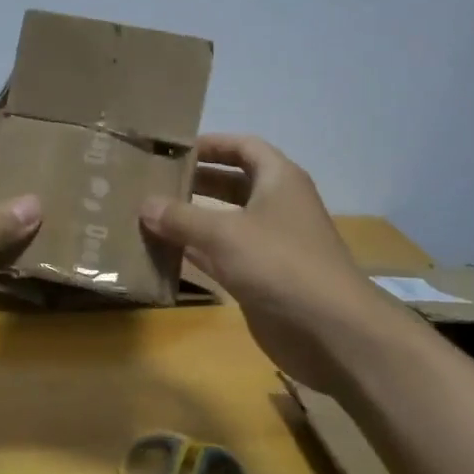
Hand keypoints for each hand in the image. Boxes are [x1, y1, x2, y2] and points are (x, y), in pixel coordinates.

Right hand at [140, 136, 417, 398]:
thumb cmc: (279, 263)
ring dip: (193, 217)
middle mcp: (277, 205)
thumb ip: (181, 217)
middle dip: (196, 180)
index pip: (243, 147)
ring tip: (151, 213)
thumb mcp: (224, 233)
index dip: (211, 144)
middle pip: (233, 183)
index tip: (174, 149)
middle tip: (154, 181)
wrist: (329, 329)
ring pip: (226, 221)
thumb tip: (144, 204)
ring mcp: (270, 243)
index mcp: (279, 180)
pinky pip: (223, 255)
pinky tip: (165, 251)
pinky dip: (197, 251)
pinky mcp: (262, 276)